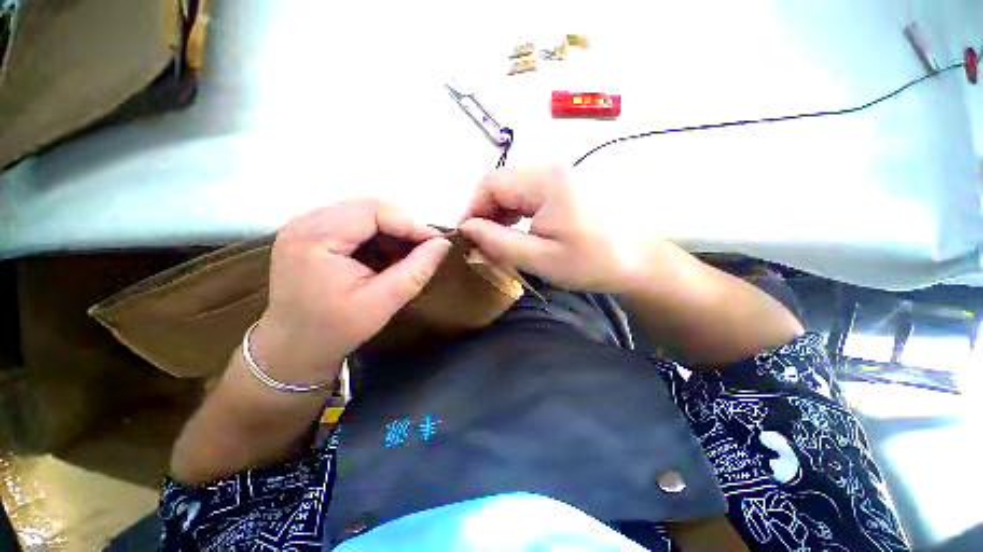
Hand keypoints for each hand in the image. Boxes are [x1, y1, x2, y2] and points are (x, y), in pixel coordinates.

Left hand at [251, 199, 451, 385]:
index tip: (437, 242)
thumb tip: (443, 244)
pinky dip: (376, 235)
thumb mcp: (383, 304)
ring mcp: (304, 224)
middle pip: (368, 207)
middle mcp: (305, 221)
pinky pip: (353, 221)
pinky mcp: (310, 232)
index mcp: (315, 237)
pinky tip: (385, 255)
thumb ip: (416, 271)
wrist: (292, 347)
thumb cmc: (335, 330)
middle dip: (403, 226)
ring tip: (406, 254)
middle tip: (424, 248)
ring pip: (363, 212)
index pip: (374, 211)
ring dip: (391, 230)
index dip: (411, 223)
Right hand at [458, 165, 657, 292]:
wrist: (640, 261)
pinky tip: (519, 227)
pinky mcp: (569, 184)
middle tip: (481, 240)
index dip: (471, 208)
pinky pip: (531, 190)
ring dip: (500, 210)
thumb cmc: (592, 262)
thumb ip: (499, 241)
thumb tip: (467, 228)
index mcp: (545, 181)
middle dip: (485, 210)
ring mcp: (563, 174)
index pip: (491, 184)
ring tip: (497, 237)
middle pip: (502, 181)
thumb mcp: (540, 258)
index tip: (465, 235)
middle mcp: (552, 168)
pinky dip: (517, 209)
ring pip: (515, 186)